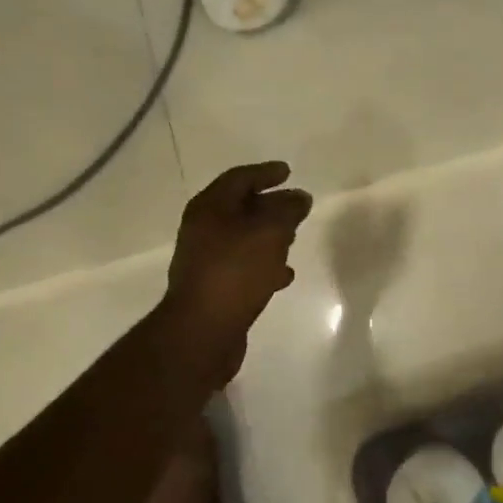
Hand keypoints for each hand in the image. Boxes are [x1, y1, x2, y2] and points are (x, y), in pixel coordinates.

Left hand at [163, 161, 312, 383]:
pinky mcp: (214, 287)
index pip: (239, 178)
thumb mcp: (270, 232)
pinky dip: (263, 264)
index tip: (288, 172)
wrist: (203, 330)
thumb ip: (288, 210)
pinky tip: (283, 275)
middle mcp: (203, 230)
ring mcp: (206, 260)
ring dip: (268, 236)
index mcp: (209, 208)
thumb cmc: (236, 271)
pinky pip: (242, 266)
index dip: (265, 173)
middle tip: (296, 206)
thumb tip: (299, 197)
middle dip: (269, 205)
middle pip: (239, 208)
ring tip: (293, 239)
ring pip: (242, 238)